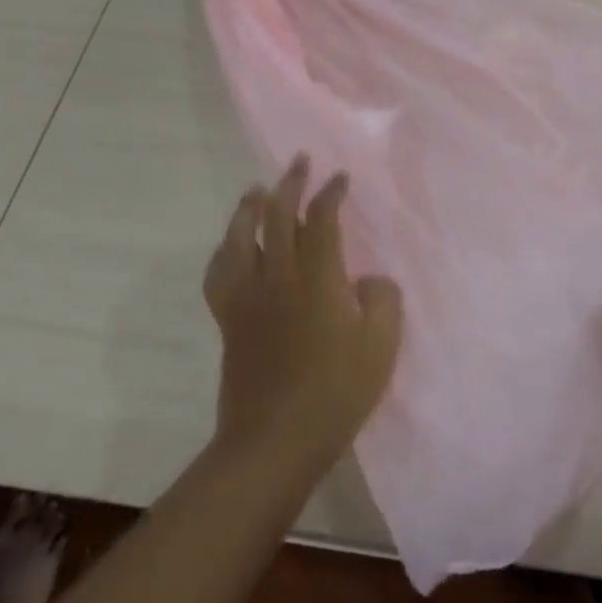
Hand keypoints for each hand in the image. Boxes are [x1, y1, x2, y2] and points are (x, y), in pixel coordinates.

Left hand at [203, 156, 403, 481]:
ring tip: (257, 190)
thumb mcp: (381, 345)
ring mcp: (248, 296)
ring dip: (250, 207)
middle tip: (300, 162)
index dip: (331, 192)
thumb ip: (382, 298)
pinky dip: (224, 251)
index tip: (340, 178)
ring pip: (241, 236)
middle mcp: (278, 275)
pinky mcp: (230, 319)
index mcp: (318, 276)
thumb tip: (366, 280)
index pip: (322, 218)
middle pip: (278, 215)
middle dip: (291, 183)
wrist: (275, 440)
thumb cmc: (336, 391)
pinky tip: (230, 247)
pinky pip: (219, 274)